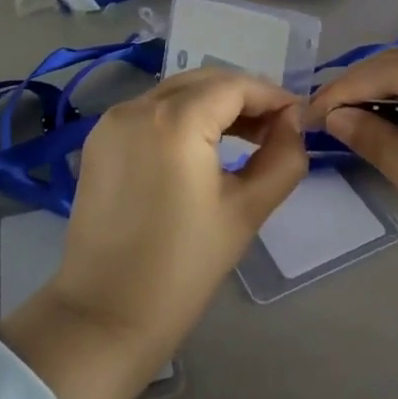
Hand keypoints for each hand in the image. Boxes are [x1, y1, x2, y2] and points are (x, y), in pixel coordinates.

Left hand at [0, 70, 307, 398]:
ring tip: (247, 137)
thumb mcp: (246, 211)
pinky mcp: (98, 141)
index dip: (272, 96)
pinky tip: (203, 145)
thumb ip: (282, 158)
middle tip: (276, 128)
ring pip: (177, 92)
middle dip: (245, 97)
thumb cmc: (183, 267)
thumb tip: (292, 123)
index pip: (235, 86)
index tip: (299, 118)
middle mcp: (139, 106)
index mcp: (176, 121)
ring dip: (214, 105)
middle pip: (205, 81)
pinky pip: (151, 111)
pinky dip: (182, 117)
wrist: (104, 317)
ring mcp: (112, 121)